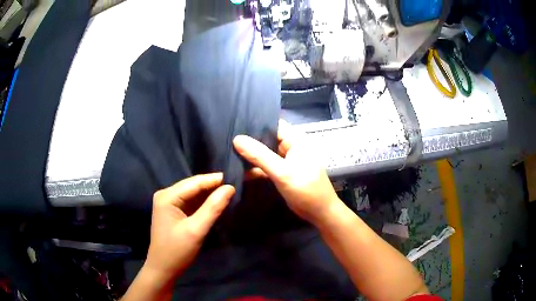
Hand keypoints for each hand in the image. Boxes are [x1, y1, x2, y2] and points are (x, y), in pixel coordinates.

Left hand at [145, 173, 234, 281]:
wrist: (164, 268)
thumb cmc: (177, 251)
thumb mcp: (196, 230)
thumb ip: (212, 208)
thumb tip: (230, 187)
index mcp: (167, 196)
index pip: (195, 182)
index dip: (215, 179)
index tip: (236, 177)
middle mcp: (166, 194)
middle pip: (193, 185)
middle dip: (213, 185)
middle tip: (236, 184)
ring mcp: (169, 202)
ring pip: (194, 193)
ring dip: (210, 193)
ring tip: (230, 191)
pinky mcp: (174, 210)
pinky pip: (192, 201)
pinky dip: (204, 202)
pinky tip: (217, 202)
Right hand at [233, 121, 339, 224]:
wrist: (319, 212)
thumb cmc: (305, 190)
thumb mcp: (282, 172)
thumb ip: (259, 155)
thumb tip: (237, 139)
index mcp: (295, 139)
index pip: (272, 124)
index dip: (254, 124)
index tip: (233, 125)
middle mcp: (290, 146)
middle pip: (266, 138)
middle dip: (248, 140)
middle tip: (225, 139)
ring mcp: (285, 160)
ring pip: (264, 152)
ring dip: (249, 155)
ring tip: (227, 152)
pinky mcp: (281, 172)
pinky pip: (265, 165)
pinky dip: (254, 167)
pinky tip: (237, 169)